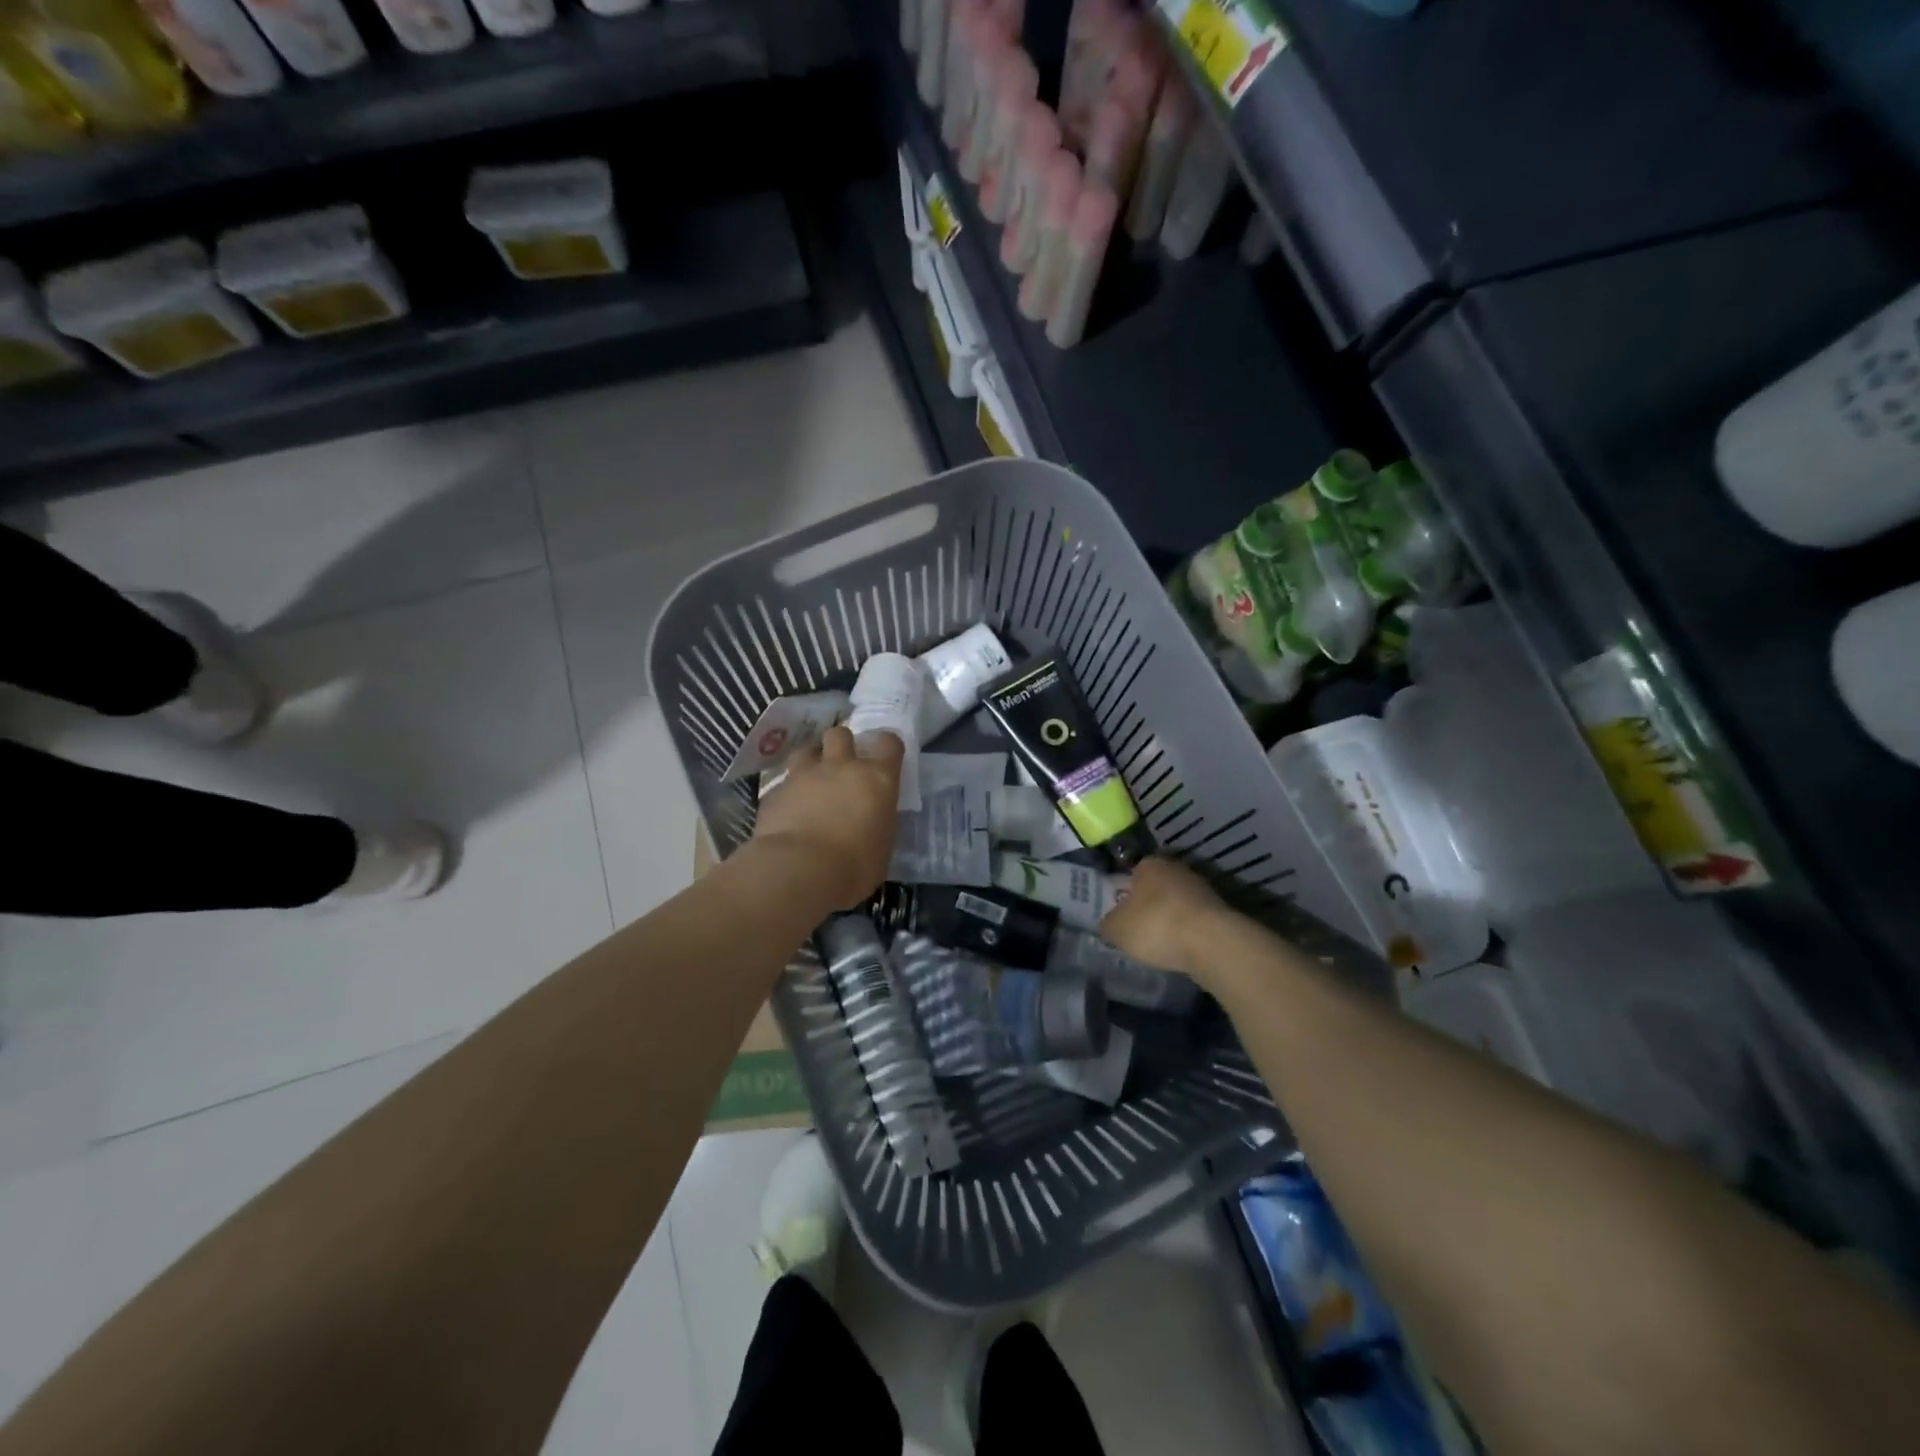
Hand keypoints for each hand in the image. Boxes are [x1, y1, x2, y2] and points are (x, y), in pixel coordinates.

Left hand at [752, 726, 902, 910]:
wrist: (799, 871)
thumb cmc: (854, 867)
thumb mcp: (882, 848)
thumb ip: (877, 826)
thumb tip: (872, 825)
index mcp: (876, 779)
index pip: (888, 742)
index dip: (886, 746)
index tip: (884, 758)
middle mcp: (840, 767)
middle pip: (840, 733)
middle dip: (841, 745)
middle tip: (842, 766)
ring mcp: (804, 776)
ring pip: (806, 750)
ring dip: (811, 761)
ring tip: (812, 782)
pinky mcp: (774, 792)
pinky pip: (783, 784)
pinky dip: (788, 793)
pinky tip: (788, 813)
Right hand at [1098, 856, 1235, 982]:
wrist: (1212, 943)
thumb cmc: (1156, 926)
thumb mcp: (1116, 929)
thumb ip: (1108, 924)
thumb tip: (1110, 924)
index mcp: (1149, 864)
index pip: (1131, 873)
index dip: (1123, 894)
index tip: (1121, 915)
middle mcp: (1177, 868)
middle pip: (1156, 887)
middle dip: (1148, 905)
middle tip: (1138, 929)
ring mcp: (1202, 888)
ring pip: (1177, 903)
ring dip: (1170, 919)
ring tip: (1160, 944)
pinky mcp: (1220, 911)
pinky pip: (1195, 920)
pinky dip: (1188, 932)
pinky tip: (1181, 949)